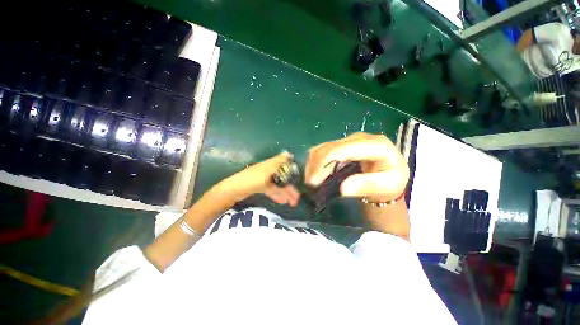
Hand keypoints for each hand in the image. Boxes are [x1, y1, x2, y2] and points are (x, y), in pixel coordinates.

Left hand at [215, 152, 299, 205]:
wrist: (234, 189)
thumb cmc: (252, 181)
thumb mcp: (268, 178)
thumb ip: (280, 168)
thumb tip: (289, 158)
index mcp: (272, 165)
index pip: (286, 166)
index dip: (293, 173)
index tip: (300, 181)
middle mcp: (270, 169)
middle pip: (283, 178)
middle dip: (290, 188)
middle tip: (297, 199)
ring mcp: (265, 177)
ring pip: (278, 185)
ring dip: (285, 193)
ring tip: (291, 203)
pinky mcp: (261, 185)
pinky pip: (272, 189)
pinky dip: (277, 194)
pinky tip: (282, 201)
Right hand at [305, 132, 408, 201]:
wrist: (388, 177)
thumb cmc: (390, 183)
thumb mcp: (387, 186)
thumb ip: (367, 185)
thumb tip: (343, 188)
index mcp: (375, 144)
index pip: (343, 149)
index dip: (325, 163)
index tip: (313, 182)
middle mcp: (360, 138)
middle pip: (330, 147)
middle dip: (316, 166)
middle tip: (309, 185)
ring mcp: (349, 140)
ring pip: (323, 147)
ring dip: (313, 164)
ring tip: (310, 181)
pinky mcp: (342, 145)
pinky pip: (322, 150)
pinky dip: (315, 162)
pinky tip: (314, 173)